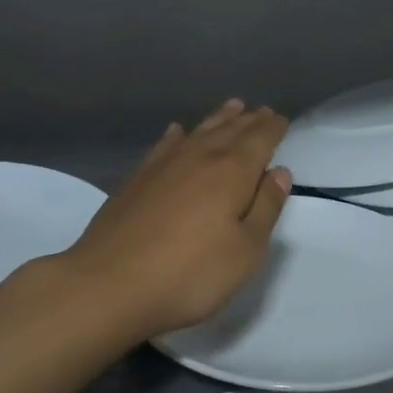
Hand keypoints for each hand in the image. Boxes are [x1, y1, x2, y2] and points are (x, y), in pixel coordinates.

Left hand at [63, 100, 290, 341]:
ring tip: (232, 107)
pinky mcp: (136, 180)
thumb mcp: (245, 250)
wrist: (109, 285)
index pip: (259, 140)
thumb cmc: (190, 274)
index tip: (283, 120)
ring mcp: (162, 166)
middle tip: (263, 111)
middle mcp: (198, 158)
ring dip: (218, 119)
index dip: (273, 129)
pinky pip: (164, 146)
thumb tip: (279, 172)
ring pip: (198, 132)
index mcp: (231, 173)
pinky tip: (177, 132)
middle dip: (249, 120)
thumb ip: (266, 208)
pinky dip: (177, 135)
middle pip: (229, 131)